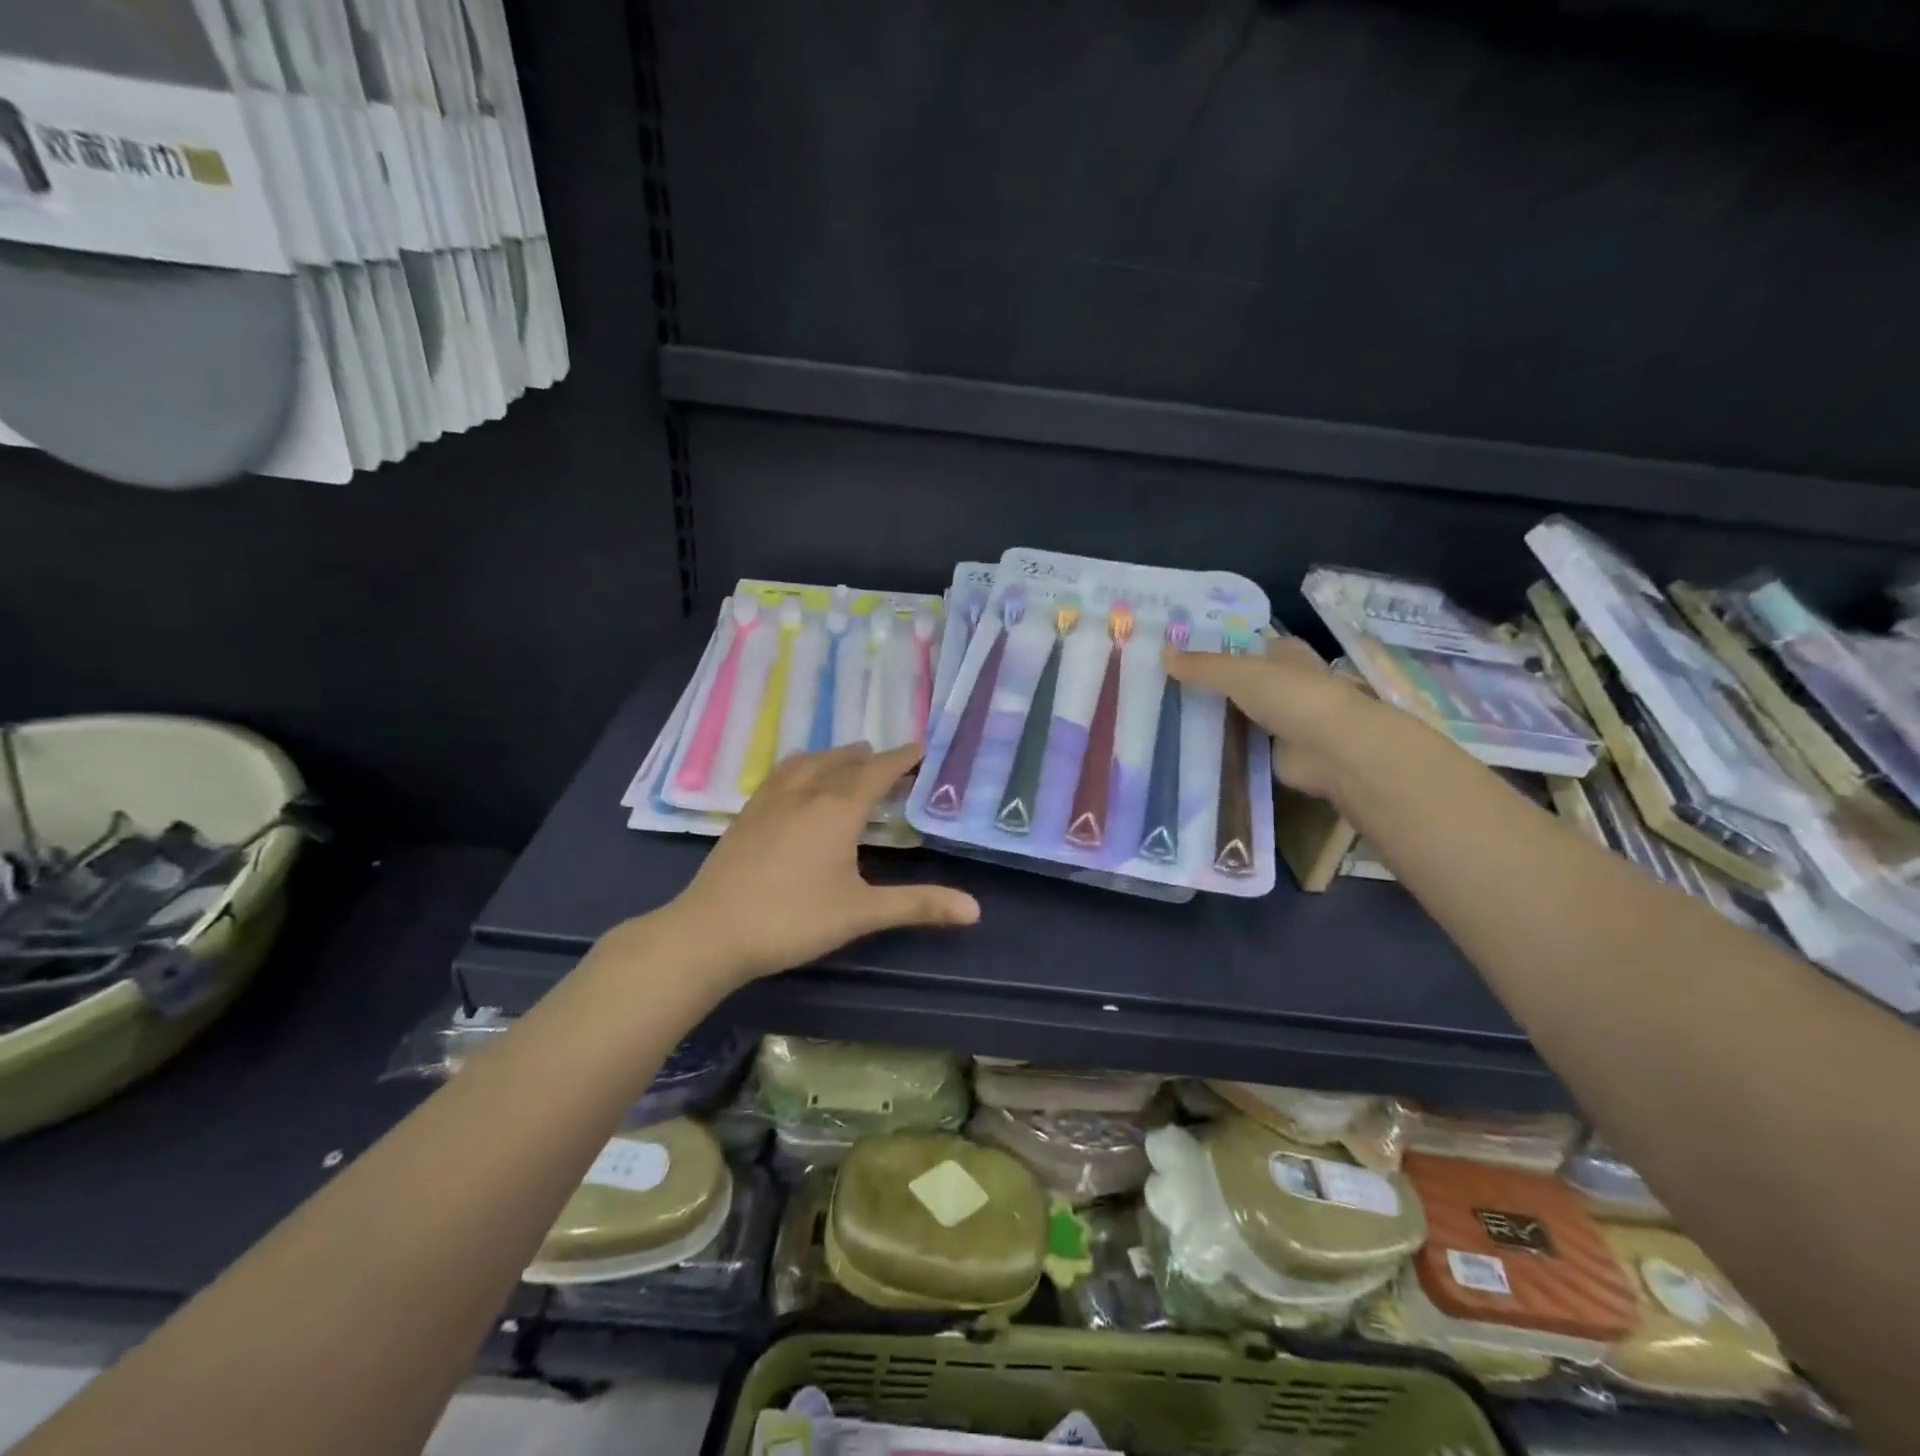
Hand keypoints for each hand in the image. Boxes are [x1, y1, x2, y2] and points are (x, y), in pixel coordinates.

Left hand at [672, 742, 980, 980]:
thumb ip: (917, 905)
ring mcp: (770, 801)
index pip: (877, 772)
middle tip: (891, 762)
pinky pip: (781, 774)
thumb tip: (975, 909)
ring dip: (834, 757)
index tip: (922, 748)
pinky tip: (797, 782)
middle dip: (871, 758)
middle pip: (843, 762)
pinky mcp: (747, 814)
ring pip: (809, 763)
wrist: (711, 931)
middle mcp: (805, 793)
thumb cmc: (793, 919)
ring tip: (848, 758)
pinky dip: (802, 767)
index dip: (902, 759)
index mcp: (837, 810)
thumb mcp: (861, 913)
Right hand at [1164, 636, 1392, 799]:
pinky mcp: (1275, 752)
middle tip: (1163, 686)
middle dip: (1209, 685)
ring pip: (1238, 713)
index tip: (1178, 655)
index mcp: (1284, 653)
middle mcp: (1284, 683)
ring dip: (1213, 717)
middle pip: (1239, 681)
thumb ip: (1201, 666)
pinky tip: (1187, 745)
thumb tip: (1162, 653)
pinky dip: (1220, 746)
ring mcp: (1281, 719)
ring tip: (1166, 715)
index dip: (1215, 648)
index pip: (1245, 645)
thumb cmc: (1291, 696)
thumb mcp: (1238, 673)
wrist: (1331, 750)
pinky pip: (1239, 744)